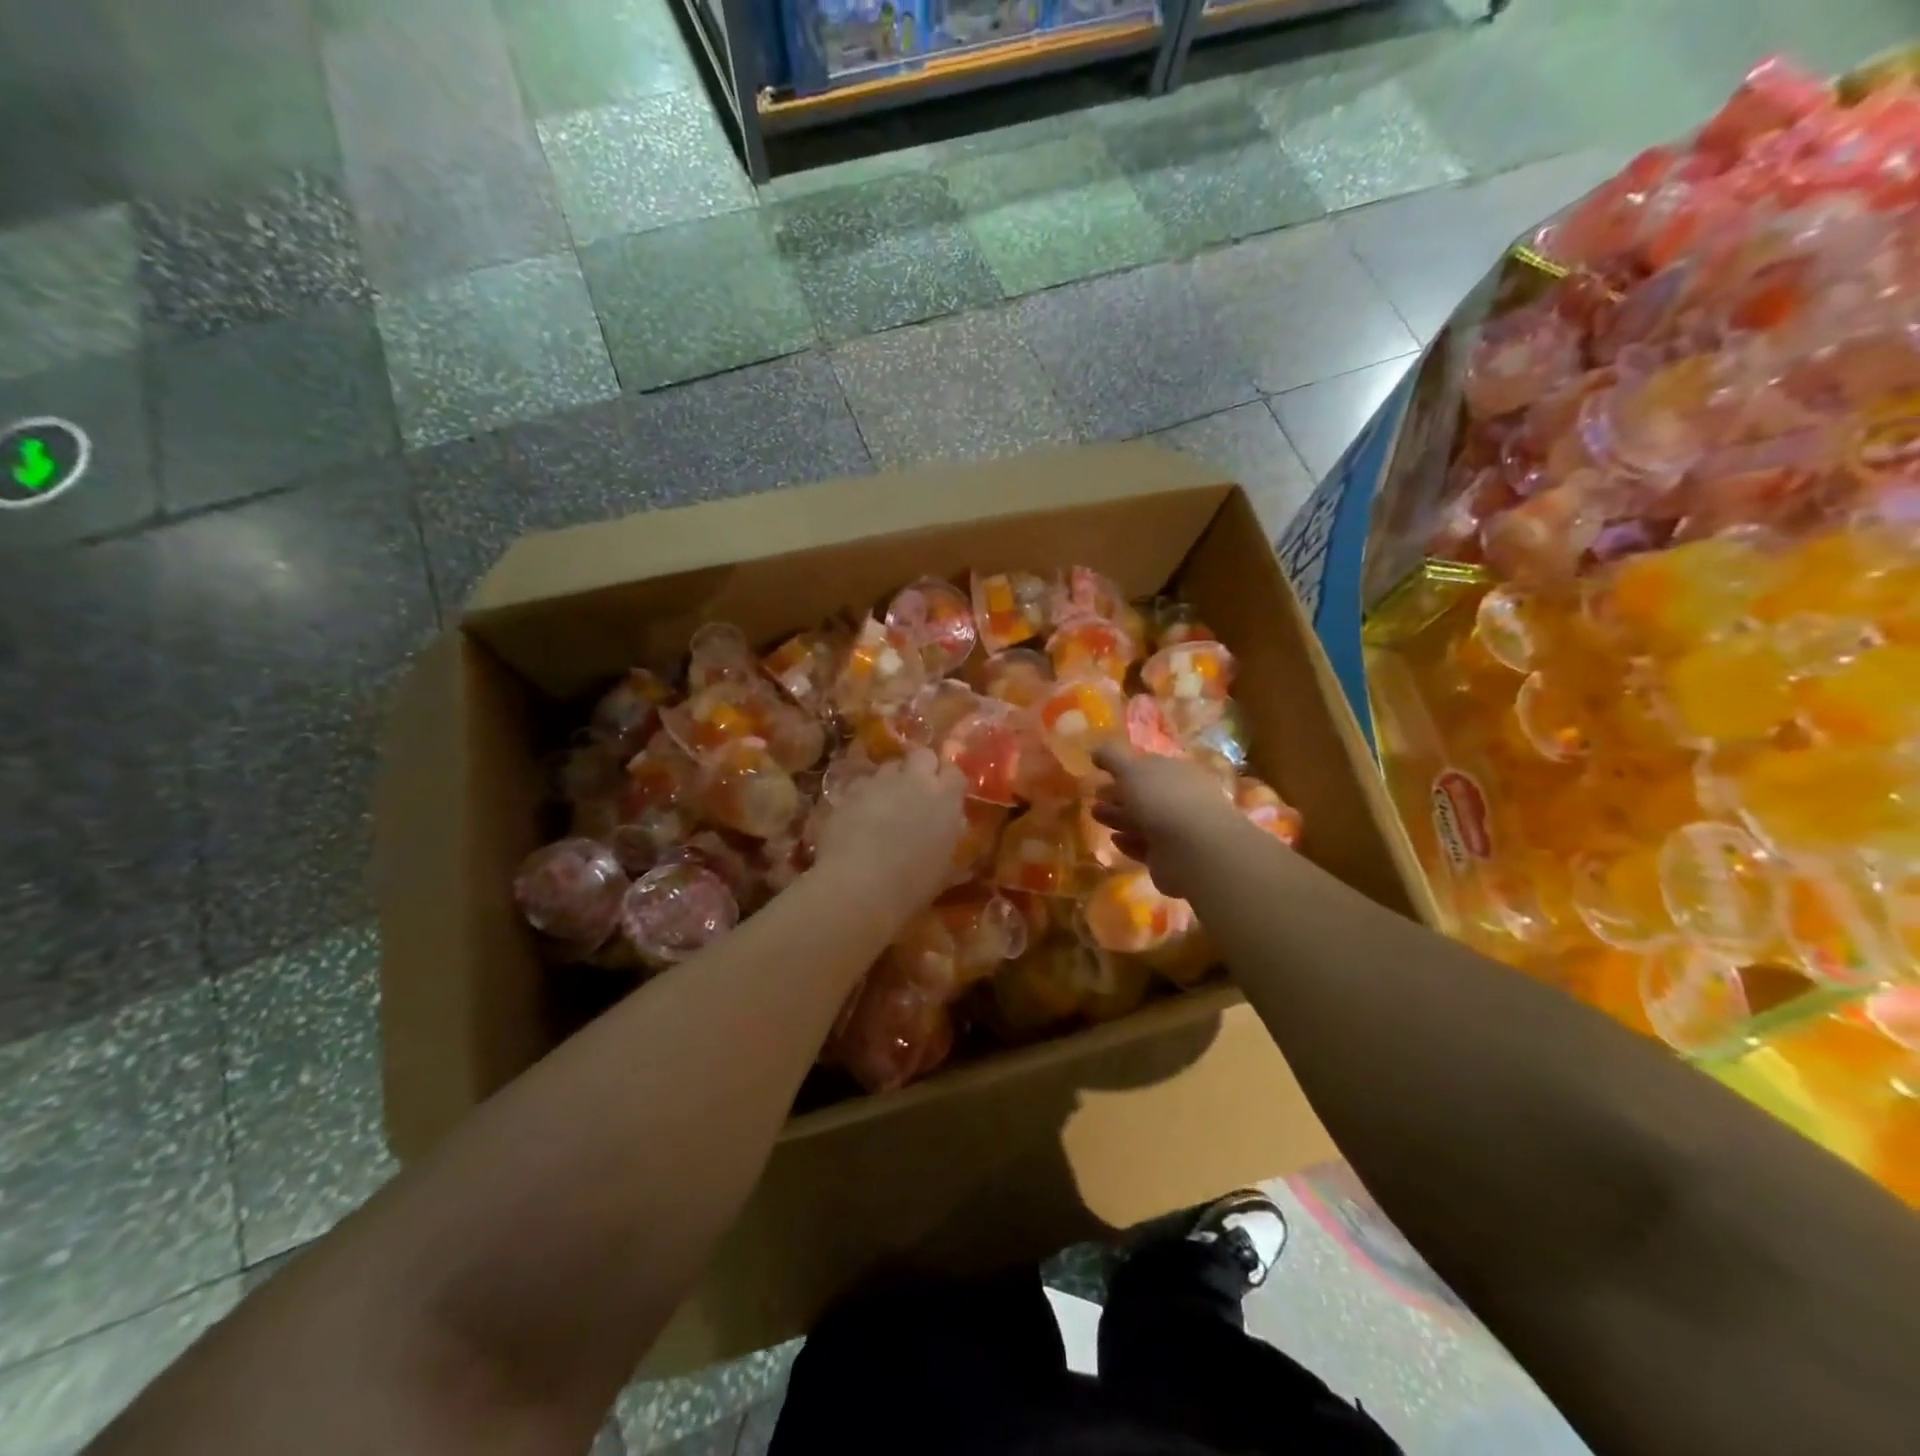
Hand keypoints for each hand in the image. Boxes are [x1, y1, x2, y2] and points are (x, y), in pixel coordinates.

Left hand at [812, 747, 966, 911]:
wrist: (858, 886)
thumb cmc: (911, 886)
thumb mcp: (944, 869)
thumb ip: (950, 839)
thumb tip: (953, 826)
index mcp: (945, 799)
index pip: (955, 772)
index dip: (949, 781)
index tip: (947, 795)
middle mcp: (915, 780)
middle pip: (923, 755)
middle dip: (922, 767)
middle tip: (918, 790)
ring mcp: (880, 782)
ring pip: (890, 765)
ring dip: (892, 779)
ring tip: (887, 802)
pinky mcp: (850, 791)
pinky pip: (863, 783)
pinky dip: (865, 793)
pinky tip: (860, 814)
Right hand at [1090, 744, 1241, 900]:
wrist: (1193, 849)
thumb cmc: (1162, 799)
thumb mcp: (1131, 769)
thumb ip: (1112, 758)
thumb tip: (1096, 750)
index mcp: (1175, 771)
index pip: (1148, 765)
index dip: (1124, 766)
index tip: (1100, 770)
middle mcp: (1180, 797)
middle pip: (1144, 793)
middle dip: (1118, 793)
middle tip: (1095, 795)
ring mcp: (1177, 829)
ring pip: (1142, 820)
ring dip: (1119, 817)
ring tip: (1095, 815)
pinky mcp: (1170, 857)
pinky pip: (1145, 846)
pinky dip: (1129, 842)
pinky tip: (1114, 840)